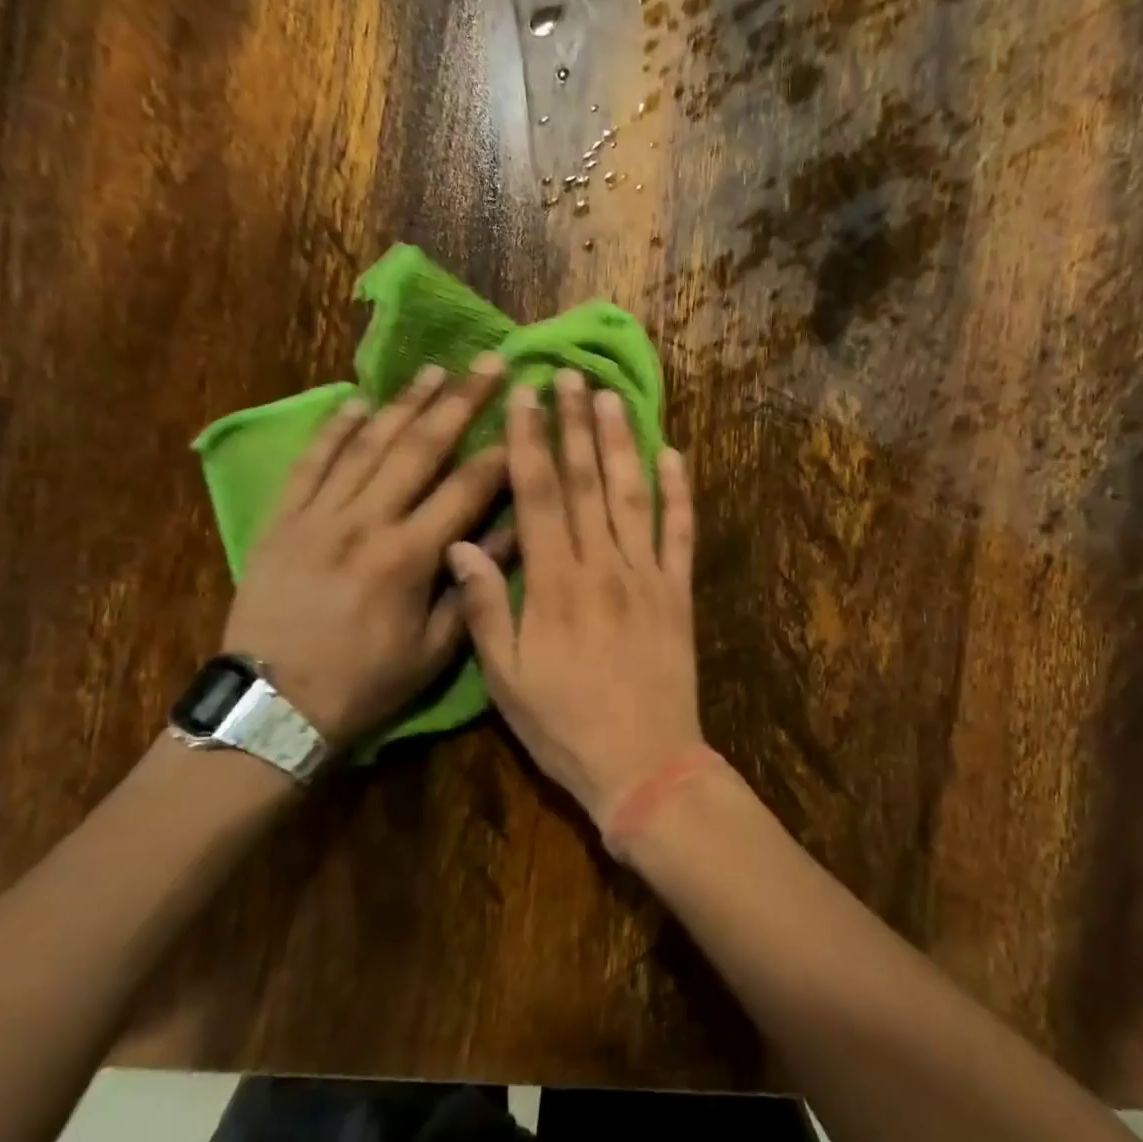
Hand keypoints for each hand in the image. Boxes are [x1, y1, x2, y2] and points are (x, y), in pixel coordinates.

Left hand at [221, 356, 509, 751]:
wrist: (272, 707)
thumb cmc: (364, 683)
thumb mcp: (433, 651)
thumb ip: (473, 589)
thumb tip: (513, 536)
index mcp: (408, 557)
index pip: (465, 490)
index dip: (499, 453)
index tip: (524, 419)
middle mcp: (365, 522)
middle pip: (419, 448)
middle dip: (460, 402)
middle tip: (488, 364)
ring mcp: (318, 516)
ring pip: (367, 445)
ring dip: (403, 403)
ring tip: (434, 370)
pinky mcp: (282, 520)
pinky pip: (310, 463)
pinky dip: (334, 430)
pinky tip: (356, 401)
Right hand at [447, 369, 703, 826]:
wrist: (644, 765)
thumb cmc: (565, 726)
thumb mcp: (507, 679)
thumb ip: (485, 608)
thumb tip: (461, 544)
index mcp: (554, 585)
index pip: (539, 497)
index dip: (530, 443)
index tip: (525, 399)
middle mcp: (602, 567)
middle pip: (587, 482)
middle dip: (574, 425)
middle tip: (568, 376)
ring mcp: (647, 576)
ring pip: (633, 495)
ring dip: (622, 443)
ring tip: (611, 397)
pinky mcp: (679, 593)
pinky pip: (682, 533)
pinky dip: (680, 492)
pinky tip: (675, 455)